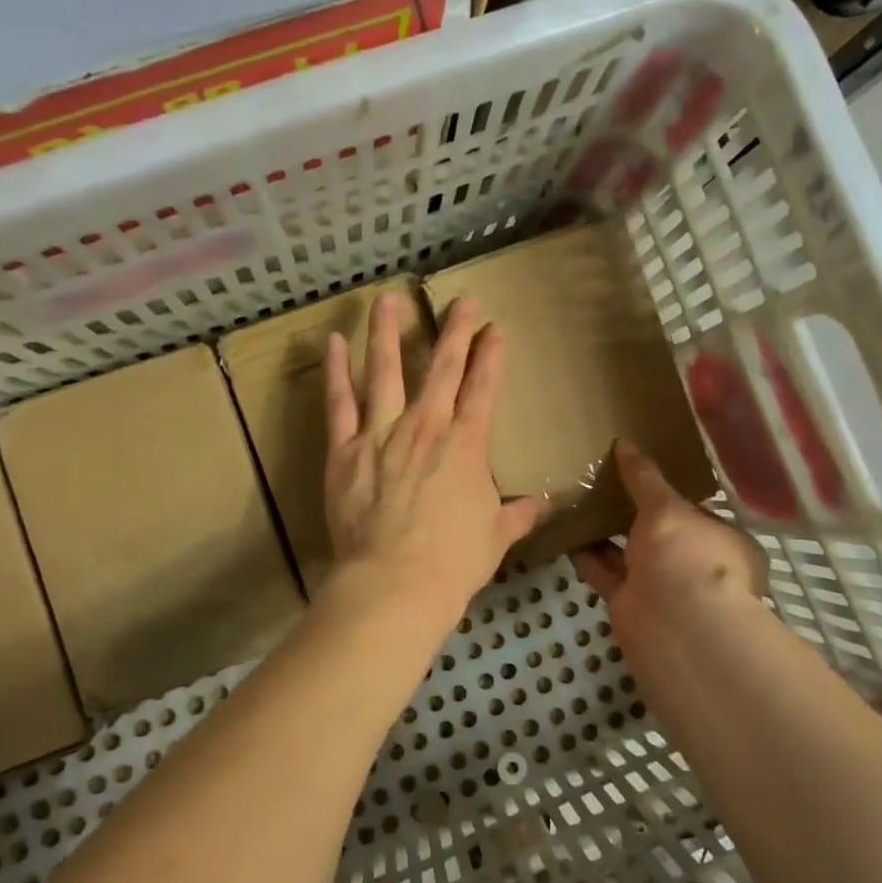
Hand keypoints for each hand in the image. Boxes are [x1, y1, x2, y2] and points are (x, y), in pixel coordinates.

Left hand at [324, 294, 548, 625]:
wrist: (395, 583)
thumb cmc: (452, 562)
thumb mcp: (495, 537)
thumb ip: (519, 515)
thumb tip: (547, 505)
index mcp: (465, 445)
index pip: (483, 389)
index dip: (491, 356)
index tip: (496, 328)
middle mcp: (425, 427)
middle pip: (442, 368)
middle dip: (455, 331)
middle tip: (461, 300)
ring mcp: (381, 433)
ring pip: (386, 371)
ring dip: (388, 332)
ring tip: (387, 299)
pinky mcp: (344, 449)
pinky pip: (339, 403)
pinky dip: (336, 371)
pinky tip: (334, 343)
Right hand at [573, 439, 766, 653]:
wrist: (673, 625)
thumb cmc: (687, 555)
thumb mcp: (667, 507)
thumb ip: (644, 477)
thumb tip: (625, 444)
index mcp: (724, 542)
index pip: (698, 513)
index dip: (672, 495)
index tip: (643, 474)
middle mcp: (697, 567)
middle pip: (662, 536)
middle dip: (636, 515)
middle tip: (605, 482)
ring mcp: (663, 588)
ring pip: (630, 553)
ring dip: (607, 532)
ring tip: (579, 499)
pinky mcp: (630, 602)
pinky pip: (605, 571)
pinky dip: (587, 555)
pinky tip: (566, 530)